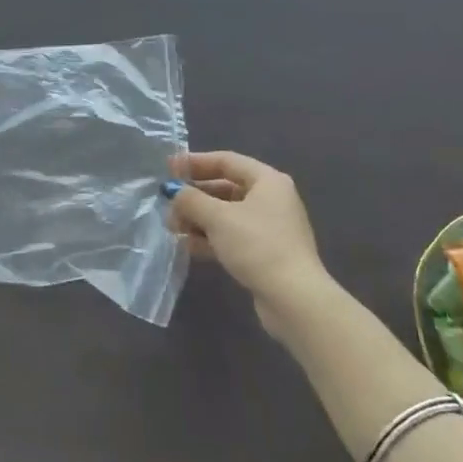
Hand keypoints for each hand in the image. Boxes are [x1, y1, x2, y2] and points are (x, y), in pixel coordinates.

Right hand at [166, 150, 329, 335]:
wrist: (294, 300)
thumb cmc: (257, 246)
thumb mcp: (218, 218)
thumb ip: (191, 200)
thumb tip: (173, 191)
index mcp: (267, 180)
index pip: (226, 161)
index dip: (195, 162)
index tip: (169, 169)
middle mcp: (271, 199)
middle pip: (225, 188)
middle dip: (194, 197)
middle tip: (168, 205)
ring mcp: (270, 228)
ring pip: (227, 215)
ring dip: (199, 219)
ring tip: (173, 228)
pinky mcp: (266, 253)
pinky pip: (233, 237)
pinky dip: (211, 238)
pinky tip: (189, 247)